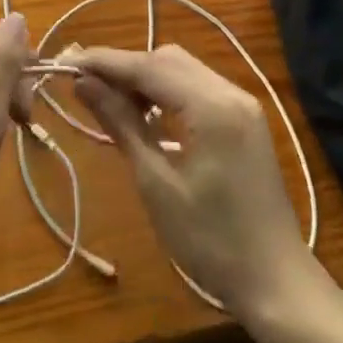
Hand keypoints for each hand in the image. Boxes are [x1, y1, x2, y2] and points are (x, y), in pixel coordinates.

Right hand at [73, 45, 312, 313]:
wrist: (275, 282)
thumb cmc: (210, 241)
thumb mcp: (156, 183)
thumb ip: (121, 124)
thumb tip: (84, 84)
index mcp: (211, 106)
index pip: (149, 66)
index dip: (105, 62)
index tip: (67, 61)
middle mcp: (230, 92)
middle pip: (167, 60)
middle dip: (125, 68)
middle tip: (86, 87)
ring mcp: (242, 104)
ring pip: (183, 70)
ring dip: (146, 78)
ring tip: (110, 102)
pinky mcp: (245, 119)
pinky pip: (198, 87)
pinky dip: (168, 92)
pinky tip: (147, 115)